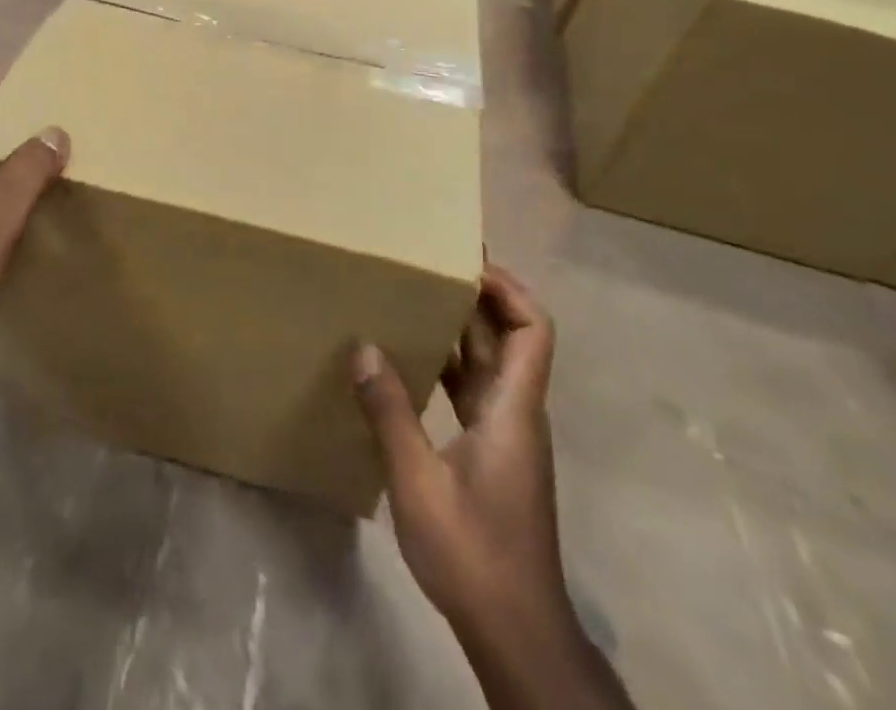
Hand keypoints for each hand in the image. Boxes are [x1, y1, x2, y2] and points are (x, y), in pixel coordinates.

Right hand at [353, 266, 572, 654]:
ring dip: (465, 330)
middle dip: (480, 297)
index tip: (468, 263)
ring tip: (417, 301)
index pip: (532, 329)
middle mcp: (518, 412)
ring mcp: (508, 436)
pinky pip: (477, 391)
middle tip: (434, 267)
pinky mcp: (496, 455)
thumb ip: (390, 412)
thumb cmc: (473, 552)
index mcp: (513, 409)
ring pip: (494, 364)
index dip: (509, 289)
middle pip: (513, 338)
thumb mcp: (418, 481)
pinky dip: (452, 366)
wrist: (516, 632)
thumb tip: (364, 347)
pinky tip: (413, 364)